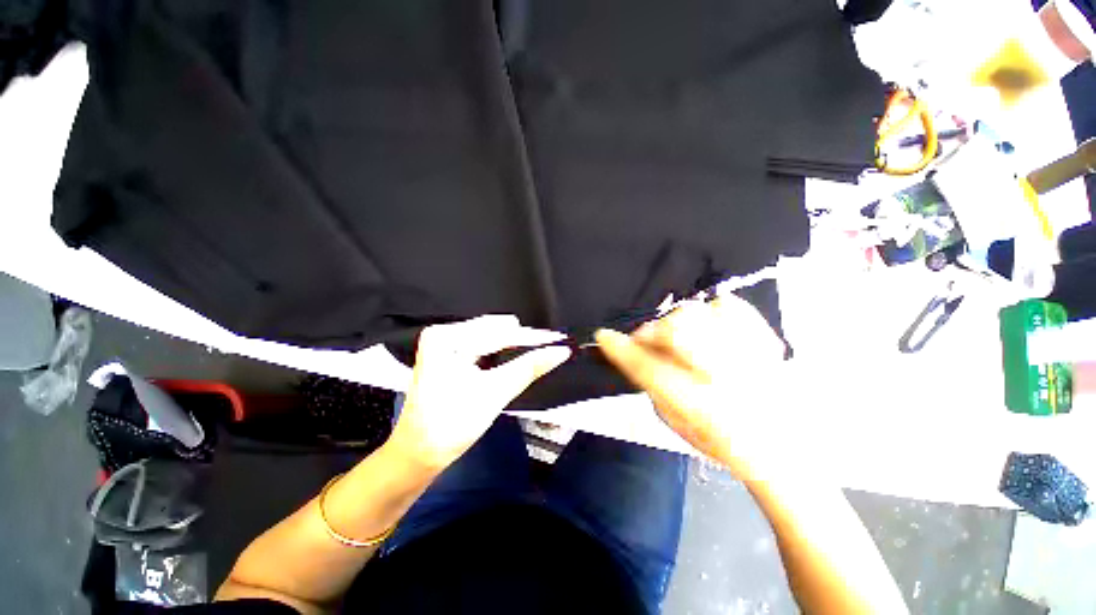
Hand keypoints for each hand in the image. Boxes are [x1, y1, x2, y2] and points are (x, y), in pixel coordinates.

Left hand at [387, 315, 570, 472]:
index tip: (557, 339)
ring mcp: (446, 344)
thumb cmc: (450, 425)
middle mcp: (444, 334)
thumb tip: (560, 351)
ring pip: (491, 339)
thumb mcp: (494, 393)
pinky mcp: (450, 355)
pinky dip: (503, 354)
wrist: (418, 454)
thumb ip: (528, 368)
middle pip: (494, 332)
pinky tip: (518, 358)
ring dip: (515, 348)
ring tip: (540, 353)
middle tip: (552, 349)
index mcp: (446, 337)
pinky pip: (483, 347)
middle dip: (523, 342)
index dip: (530, 337)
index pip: (497, 332)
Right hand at [595, 297, 785, 479]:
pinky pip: (731, 305)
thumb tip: (639, 353)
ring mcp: (751, 353)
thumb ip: (654, 386)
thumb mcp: (678, 425)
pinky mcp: (766, 339)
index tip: (603, 335)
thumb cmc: (725, 444)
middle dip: (651, 331)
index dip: (622, 349)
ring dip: (677, 322)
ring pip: (700, 313)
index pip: (650, 370)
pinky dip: (710, 311)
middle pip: (678, 330)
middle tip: (646, 339)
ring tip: (677, 336)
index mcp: (702, 407)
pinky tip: (708, 327)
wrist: (790, 447)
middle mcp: (728, 377)